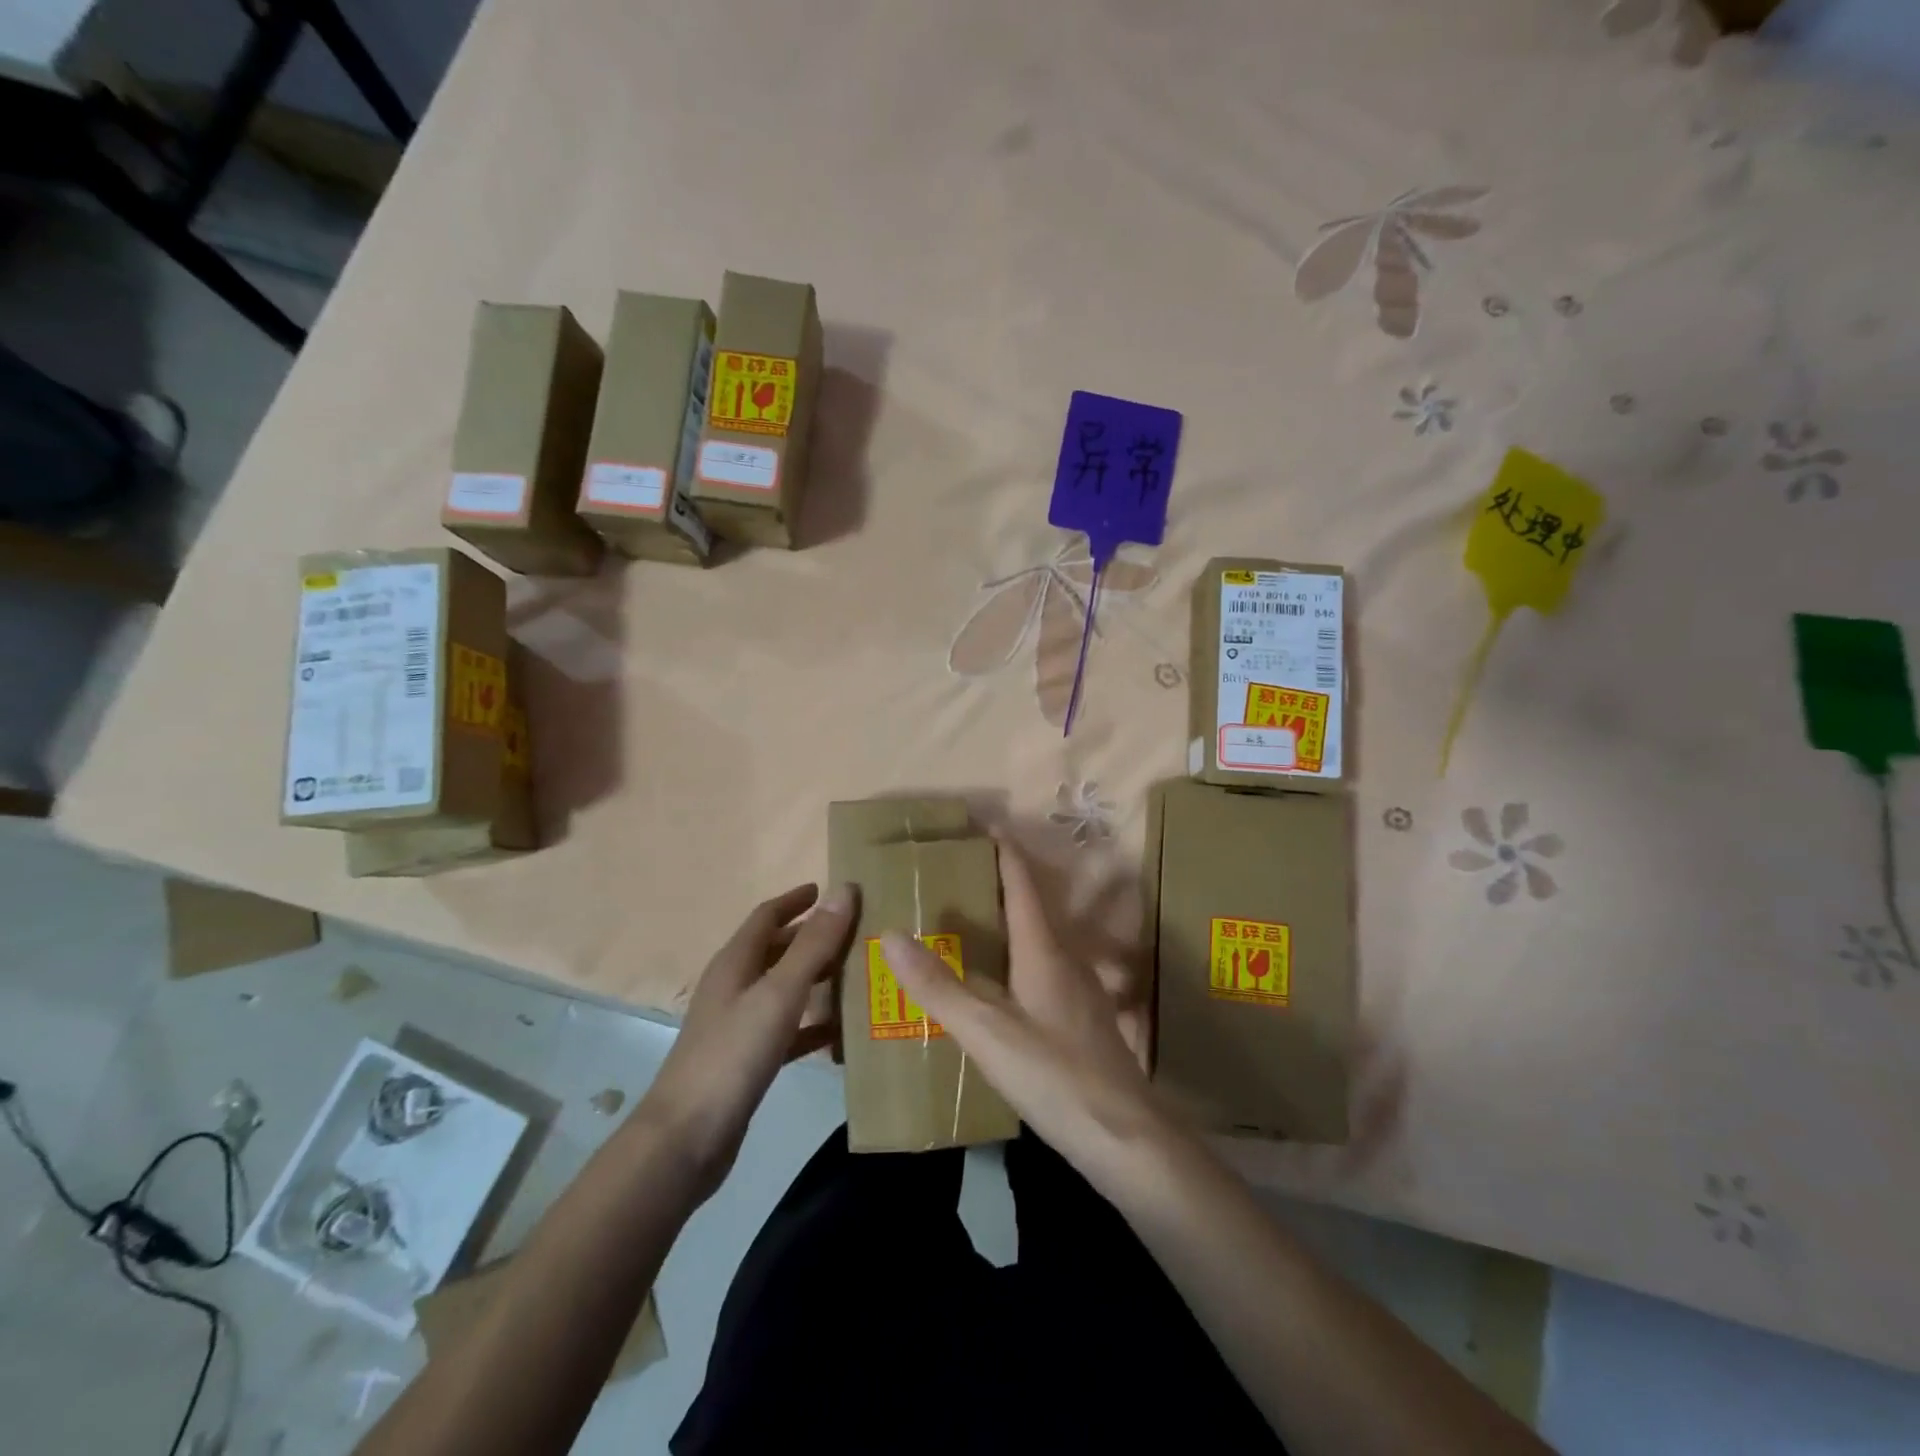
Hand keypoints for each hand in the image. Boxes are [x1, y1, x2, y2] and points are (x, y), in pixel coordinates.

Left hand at [640, 883, 855, 1202]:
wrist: (686, 1139)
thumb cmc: (733, 1055)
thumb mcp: (779, 993)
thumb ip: (813, 945)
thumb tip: (844, 890)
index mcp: (735, 963)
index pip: (767, 916)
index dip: (797, 900)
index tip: (830, 889)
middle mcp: (734, 987)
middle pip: (776, 950)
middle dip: (812, 937)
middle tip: (856, 932)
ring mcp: (737, 1025)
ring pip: (783, 989)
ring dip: (815, 978)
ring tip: (856, 974)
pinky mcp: (746, 1060)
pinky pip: (786, 1029)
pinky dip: (812, 1024)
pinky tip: (840, 1033)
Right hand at [880, 834, 1167, 1186]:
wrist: (1124, 1137)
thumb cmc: (1054, 1076)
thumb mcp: (987, 1032)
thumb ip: (938, 985)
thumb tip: (892, 933)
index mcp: (1044, 949)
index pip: (1020, 881)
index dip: (1000, 849)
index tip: (977, 823)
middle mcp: (1066, 958)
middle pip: (1030, 905)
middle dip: (995, 883)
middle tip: (953, 874)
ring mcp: (1079, 989)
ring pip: (1037, 939)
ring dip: (1006, 922)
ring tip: (966, 923)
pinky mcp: (1081, 1018)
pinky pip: (1042, 968)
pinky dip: (1015, 957)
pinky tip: (997, 984)